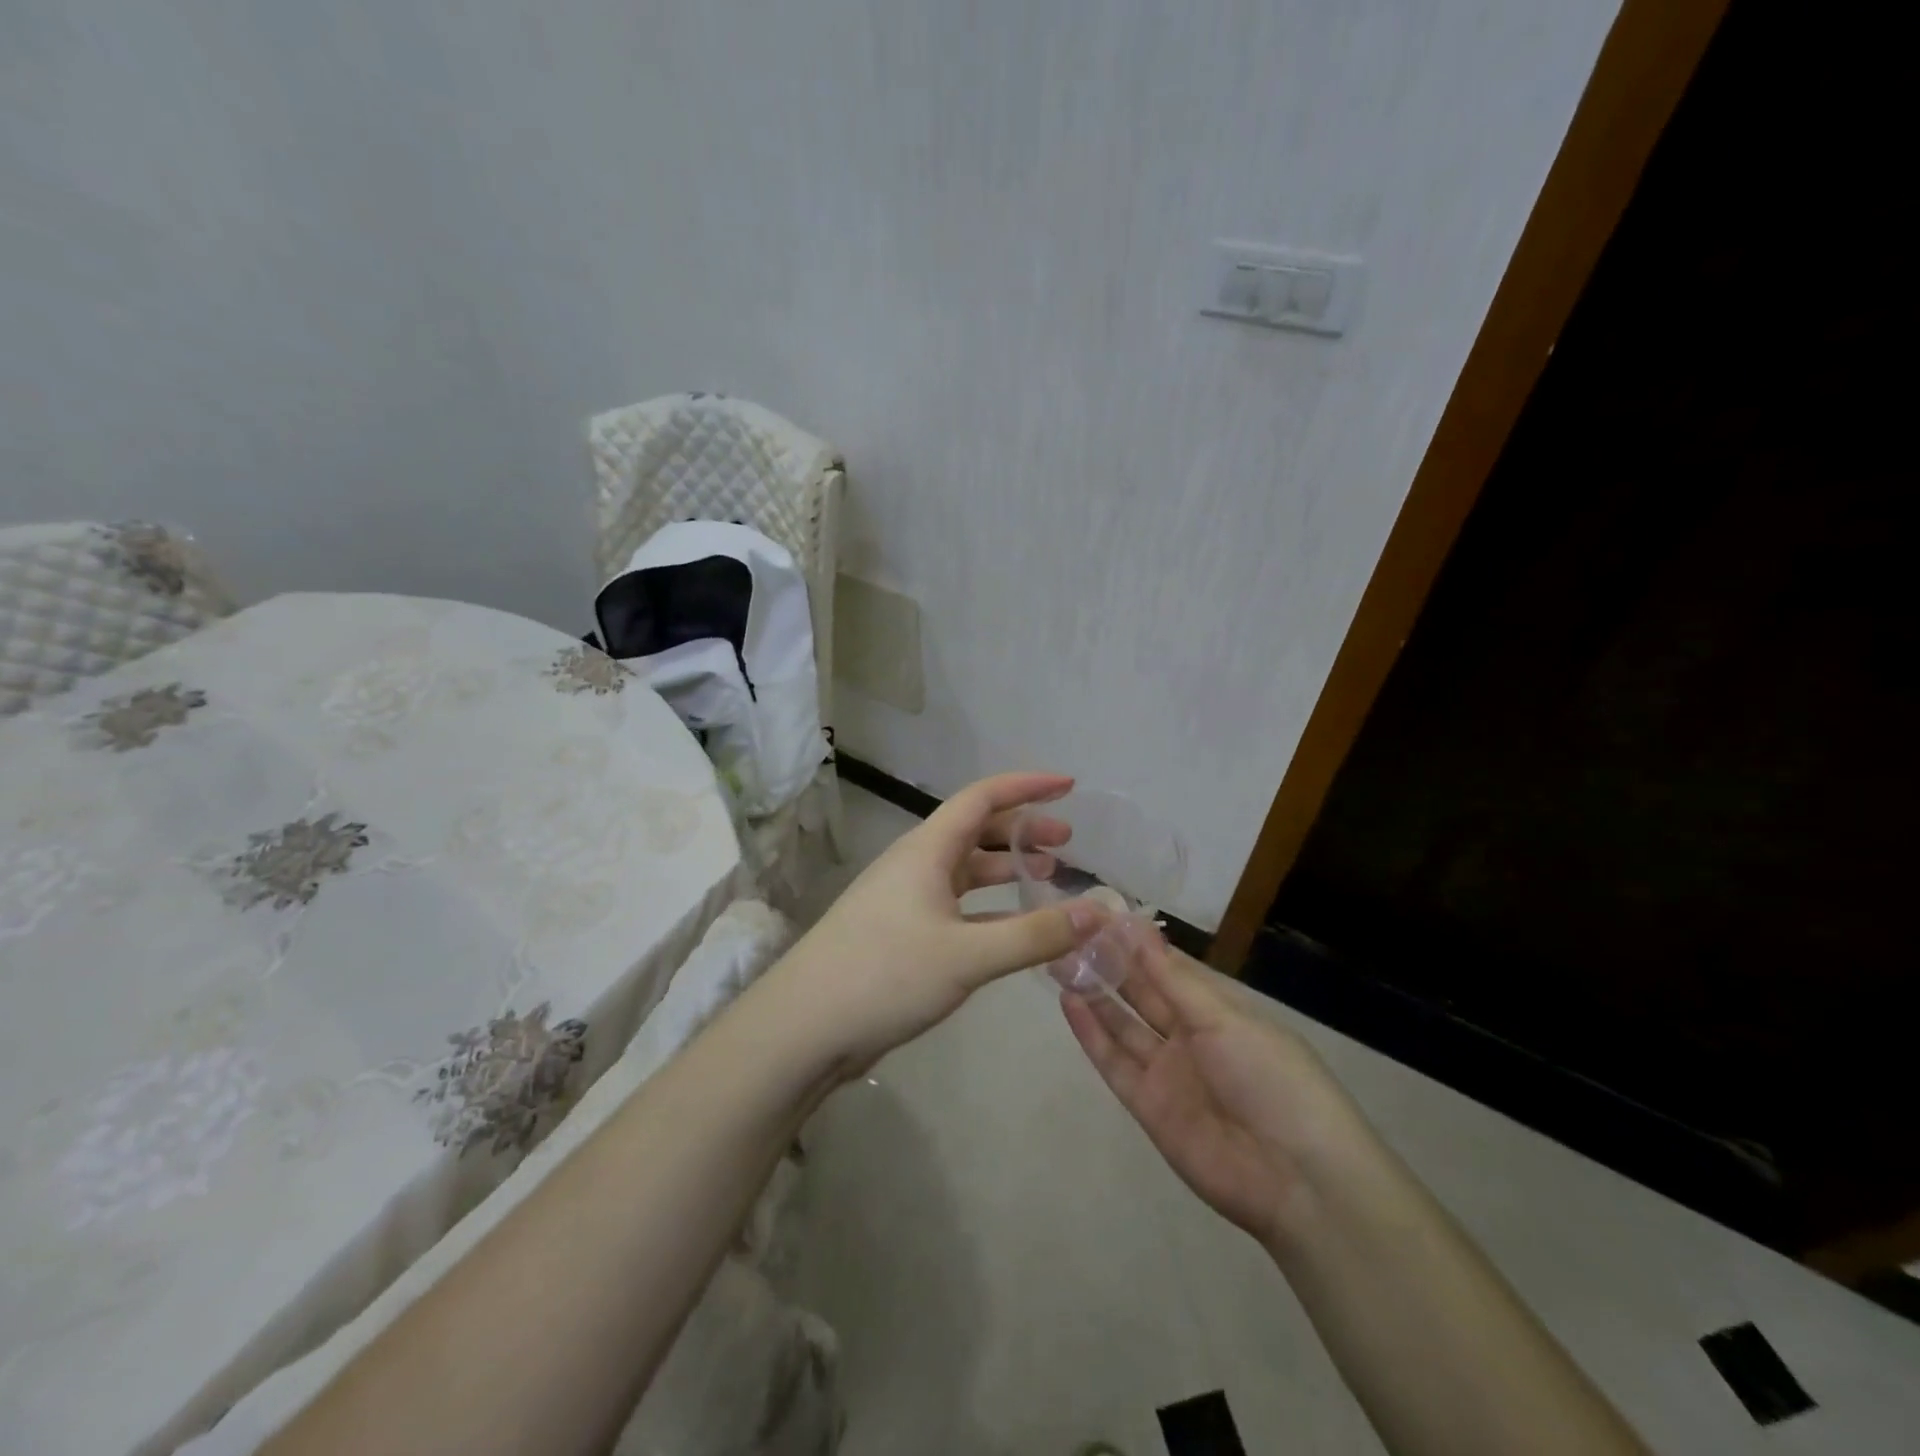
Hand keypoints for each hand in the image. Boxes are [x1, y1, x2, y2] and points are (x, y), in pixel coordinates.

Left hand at [766, 772, 1103, 1078]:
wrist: (805, 1027)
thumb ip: (1036, 934)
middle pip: (975, 831)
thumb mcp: (968, 955)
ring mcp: (906, 900)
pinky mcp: (903, 934)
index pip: (982, 797)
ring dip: (1006, 868)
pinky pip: (958, 907)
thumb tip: (1100, 911)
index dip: (1027, 787)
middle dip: (1022, 829)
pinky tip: (1017, 927)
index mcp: (926, 849)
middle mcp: (916, 865)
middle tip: (1067, 842)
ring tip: (1048, 876)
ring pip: (966, 871)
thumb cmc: (885, 974)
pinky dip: (991, 908)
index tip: (1069, 787)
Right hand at [1061, 933, 1373, 1249]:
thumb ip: (1172, 979)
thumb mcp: (1225, 1019)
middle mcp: (1191, 1036)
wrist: (1297, 1179)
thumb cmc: (1271, 1078)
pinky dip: (1091, 1033)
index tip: (1098, 913)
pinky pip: (1114, 1062)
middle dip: (1109, 964)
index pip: (1168, 967)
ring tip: (1059, 959)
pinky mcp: (1148, 1106)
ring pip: (1123, 1024)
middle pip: (1142, 993)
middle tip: (1070, 931)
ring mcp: (1168, 1071)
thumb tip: (1136, 928)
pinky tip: (1069, 1002)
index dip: (1135, 942)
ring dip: (1095, 993)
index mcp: (1219, 1009)